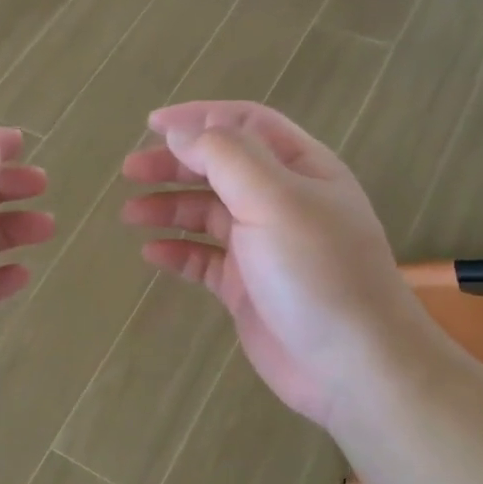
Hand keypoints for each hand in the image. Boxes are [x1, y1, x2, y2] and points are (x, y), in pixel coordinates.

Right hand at [122, 102, 417, 428]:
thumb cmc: (316, 271)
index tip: (151, 125)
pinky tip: (152, 254)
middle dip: (174, 164)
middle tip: (130, 170)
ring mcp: (263, 246)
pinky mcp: (247, 288)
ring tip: (131, 213)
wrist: (352, 366)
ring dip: (169, 207)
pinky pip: (204, 260)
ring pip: (207, 213)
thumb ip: (226, 156)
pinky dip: (178, 252)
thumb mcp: (274, 199)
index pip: (245, 123)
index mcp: (299, 168)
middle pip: (220, 167)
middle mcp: (281, 201)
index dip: (198, 118)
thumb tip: (181, 132)